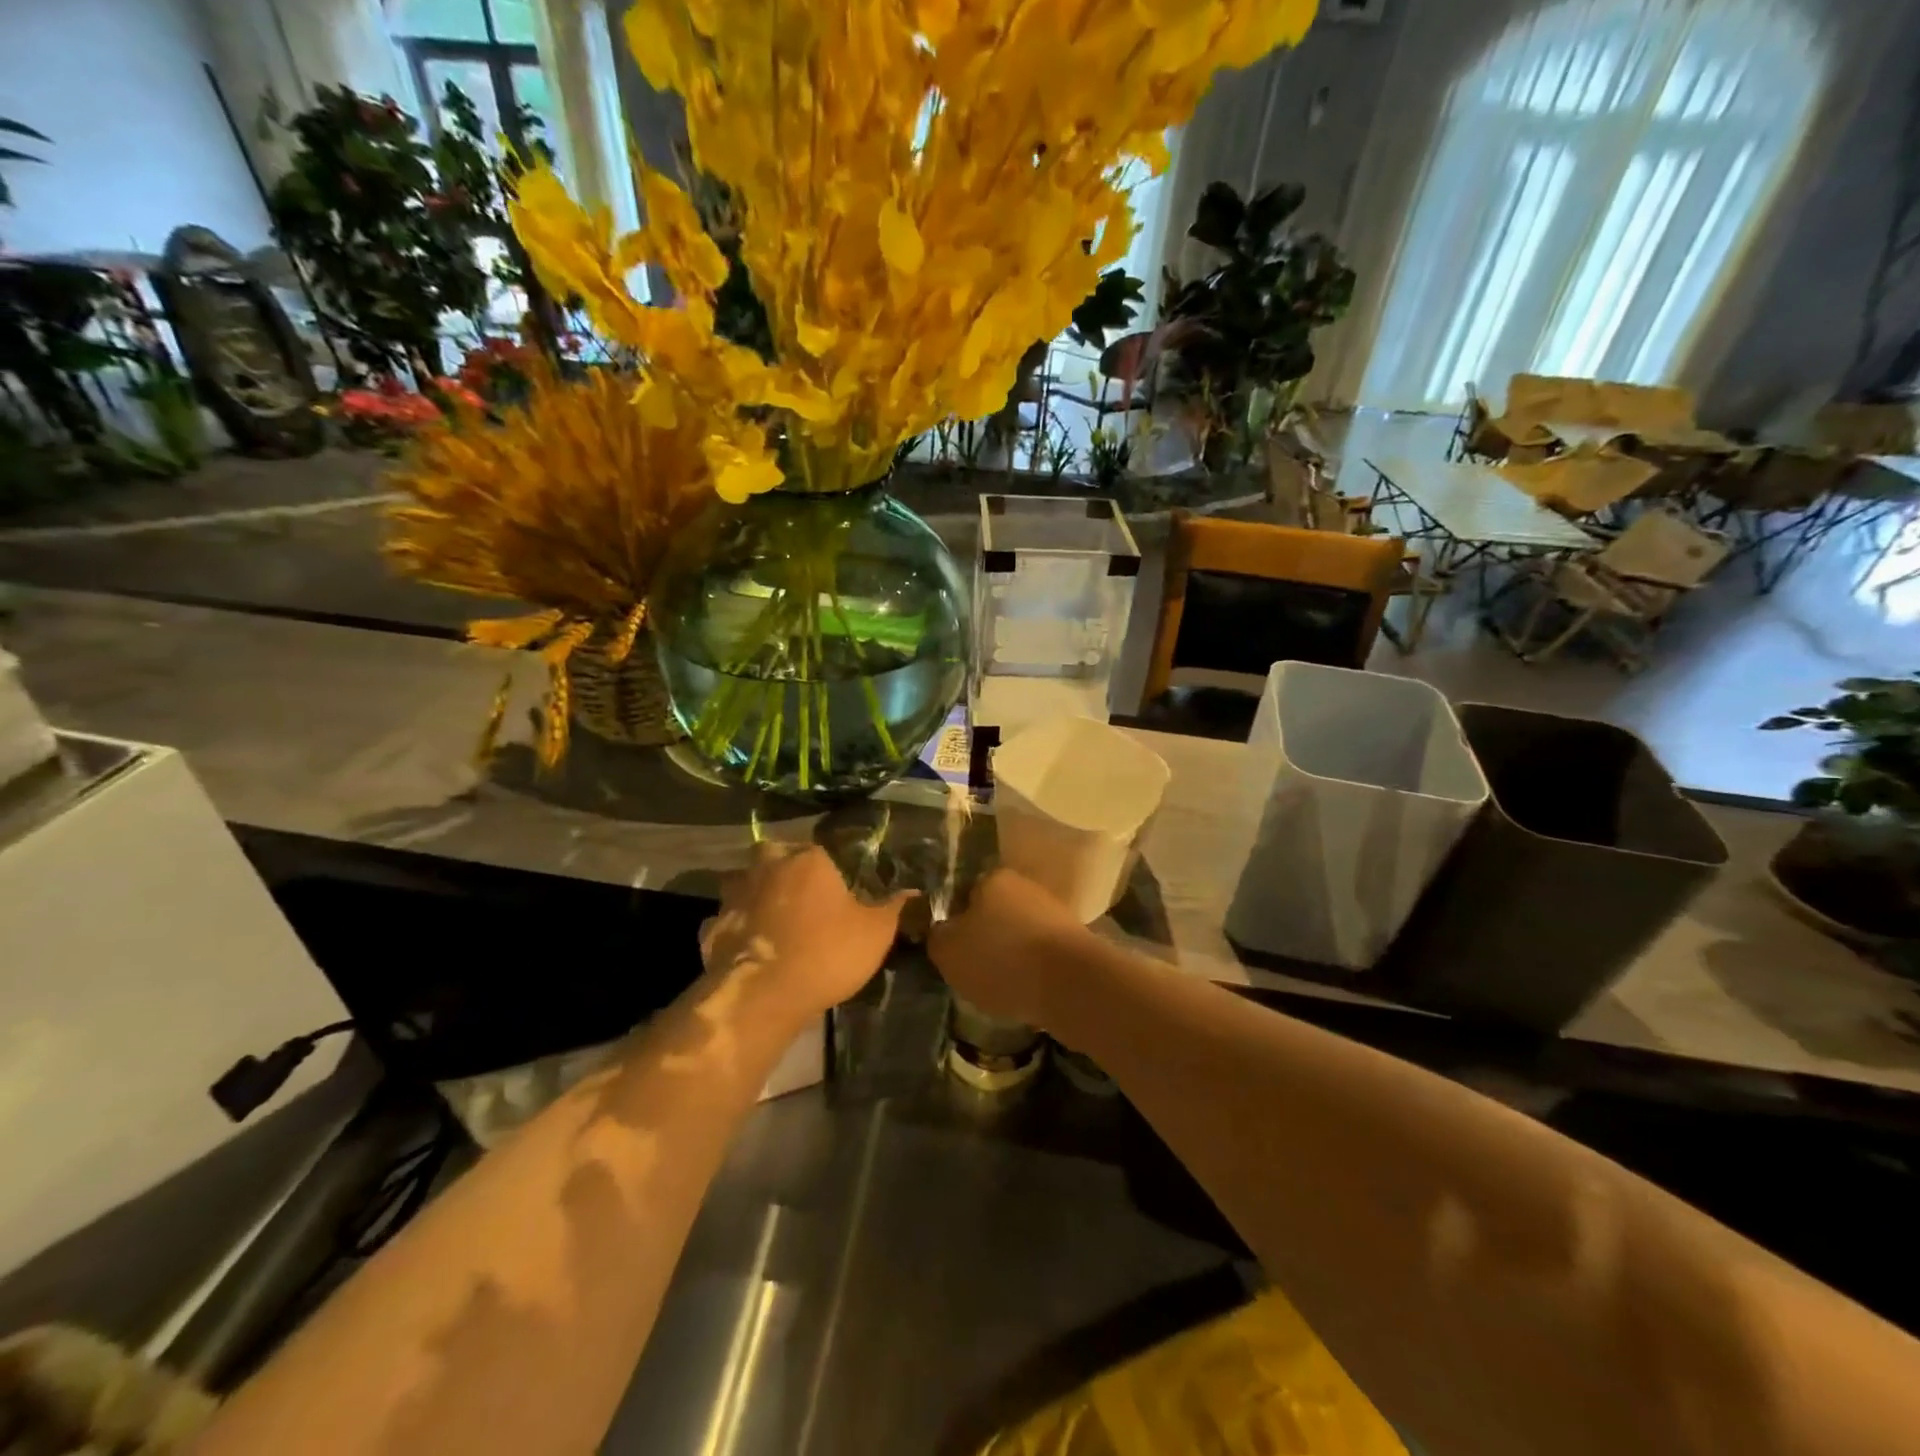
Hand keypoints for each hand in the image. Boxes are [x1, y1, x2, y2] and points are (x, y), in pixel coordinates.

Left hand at [700, 842, 909, 1023]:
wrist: (762, 996)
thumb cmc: (825, 954)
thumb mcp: (876, 933)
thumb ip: (894, 908)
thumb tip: (914, 891)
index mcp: (807, 859)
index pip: (820, 849)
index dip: (831, 868)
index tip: (839, 888)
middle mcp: (766, 867)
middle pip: (774, 855)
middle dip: (784, 869)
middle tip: (803, 896)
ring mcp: (733, 897)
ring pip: (743, 884)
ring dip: (755, 895)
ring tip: (774, 920)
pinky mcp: (710, 929)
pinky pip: (726, 921)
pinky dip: (736, 930)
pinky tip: (749, 947)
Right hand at [925, 868, 1089, 1027]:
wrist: (1072, 984)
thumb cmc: (1001, 959)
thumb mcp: (948, 951)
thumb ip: (936, 936)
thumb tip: (940, 931)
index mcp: (992, 878)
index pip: (962, 894)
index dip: (951, 922)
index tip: (949, 951)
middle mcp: (1024, 886)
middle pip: (992, 913)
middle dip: (982, 939)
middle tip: (971, 971)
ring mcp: (1053, 911)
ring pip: (1018, 933)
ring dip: (1008, 956)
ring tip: (999, 988)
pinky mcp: (1074, 940)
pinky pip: (1040, 954)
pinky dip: (1031, 970)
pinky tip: (1025, 992)